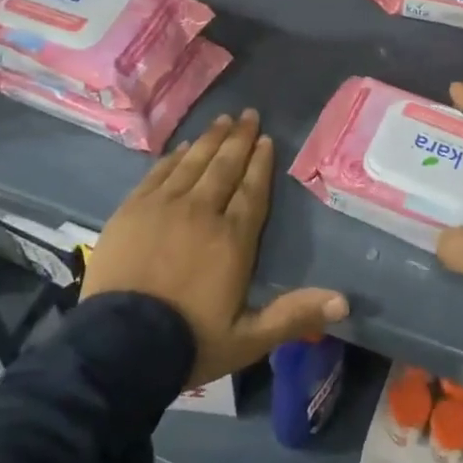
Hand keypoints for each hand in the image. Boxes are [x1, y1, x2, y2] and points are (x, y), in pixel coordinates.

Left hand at [81, 110, 348, 385]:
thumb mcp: (248, 340)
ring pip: (193, 163)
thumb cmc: (189, 342)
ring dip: (210, 139)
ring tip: (223, 119)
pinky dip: (174, 157)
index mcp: (232, 239)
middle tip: (249, 114)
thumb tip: (344, 301)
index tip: (267, 139)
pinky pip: (158, 173)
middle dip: (239, 139)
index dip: (260, 163)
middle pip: (224, 167)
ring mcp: (163, 207)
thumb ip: (294, 315)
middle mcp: (201, 212)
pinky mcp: (132, 210)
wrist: (119, 347)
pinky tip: (183, 147)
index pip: (252, 191)